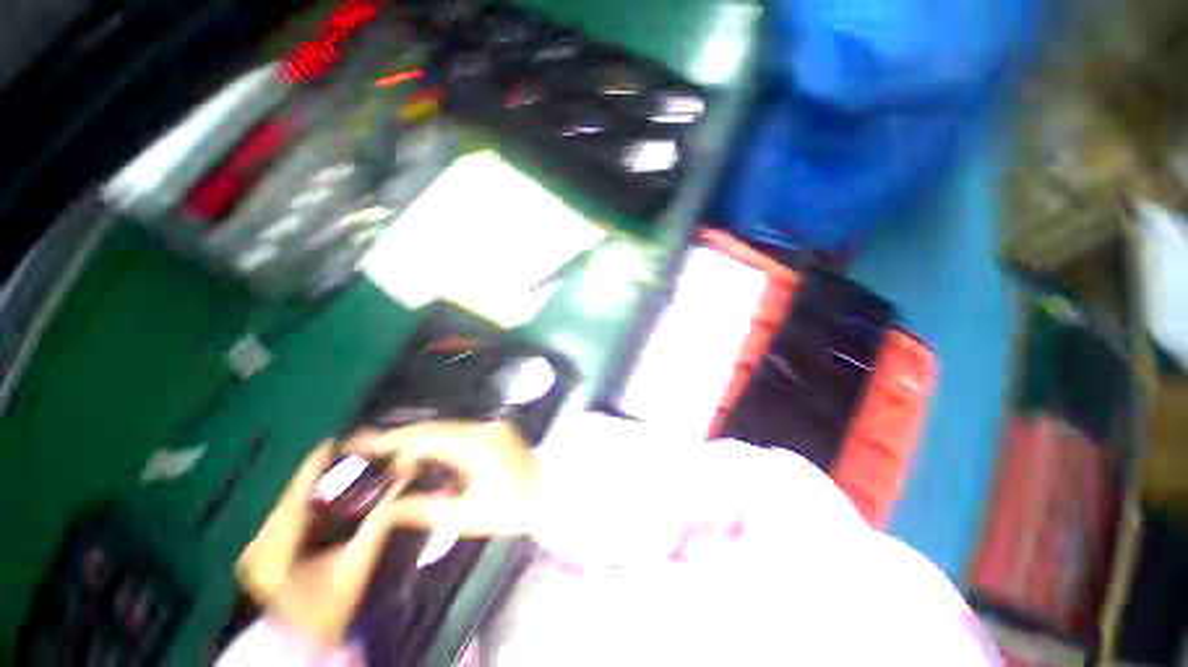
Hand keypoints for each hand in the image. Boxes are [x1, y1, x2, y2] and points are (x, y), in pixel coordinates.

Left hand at [235, 442, 421, 645]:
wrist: (305, 640)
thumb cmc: (332, 608)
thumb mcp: (357, 567)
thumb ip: (377, 527)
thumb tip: (403, 490)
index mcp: (274, 556)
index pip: (295, 502)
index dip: (312, 469)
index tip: (332, 441)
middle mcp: (256, 548)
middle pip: (290, 499)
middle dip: (318, 474)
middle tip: (348, 454)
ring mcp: (254, 549)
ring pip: (287, 504)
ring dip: (313, 486)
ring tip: (340, 467)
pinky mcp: (259, 550)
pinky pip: (286, 514)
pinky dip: (307, 500)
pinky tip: (326, 491)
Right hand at [347, 420, 536, 537]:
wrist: (551, 493)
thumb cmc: (512, 510)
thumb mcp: (466, 518)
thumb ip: (424, 511)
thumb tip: (386, 509)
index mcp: (476, 446)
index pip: (425, 437)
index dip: (390, 440)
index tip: (358, 442)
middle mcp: (484, 428)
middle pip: (433, 429)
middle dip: (401, 443)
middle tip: (372, 458)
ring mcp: (492, 425)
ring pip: (446, 429)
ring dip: (421, 444)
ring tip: (398, 467)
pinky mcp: (496, 429)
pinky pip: (460, 431)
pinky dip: (440, 444)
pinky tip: (427, 461)